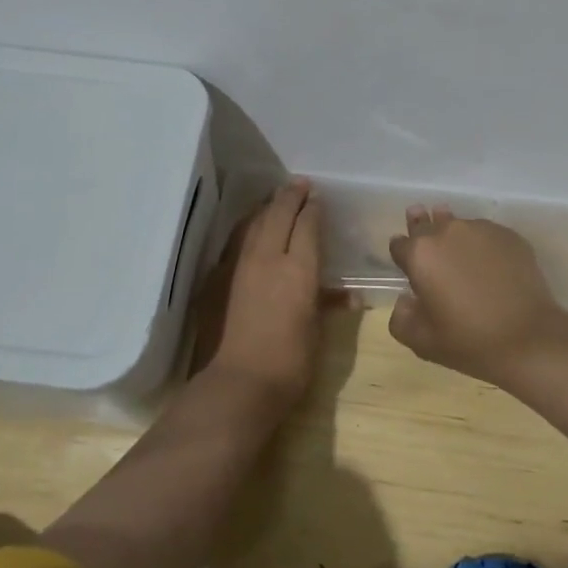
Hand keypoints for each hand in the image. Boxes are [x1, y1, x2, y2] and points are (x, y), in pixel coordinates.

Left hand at [204, 179, 325, 406]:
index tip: (317, 197)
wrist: (238, 384)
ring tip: (274, 198)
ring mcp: (239, 266)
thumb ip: (328, 305)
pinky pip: (235, 241)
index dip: (313, 208)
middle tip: (299, 184)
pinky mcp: (218, 278)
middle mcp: (268, 257)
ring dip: (266, 207)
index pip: (307, 225)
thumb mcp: (317, 332)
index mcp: (299, 269)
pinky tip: (248, 227)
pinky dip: (246, 227)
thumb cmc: (290, 363)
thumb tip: (349, 296)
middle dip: (290, 196)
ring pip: (253, 223)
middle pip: (278, 214)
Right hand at [387, 207, 567, 387]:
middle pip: (427, 223)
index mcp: (421, 254)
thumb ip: (401, 317)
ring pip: (458, 225)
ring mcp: (481, 230)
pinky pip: (486, 234)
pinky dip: (482, 245)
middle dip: (422, 228)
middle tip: (426, 238)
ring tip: (461, 254)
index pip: (399, 244)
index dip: (401, 254)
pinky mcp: (509, 235)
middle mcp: (448, 232)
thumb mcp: (421, 341)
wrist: (528, 339)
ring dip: (454, 236)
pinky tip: (491, 266)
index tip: (407, 264)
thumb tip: (406, 299)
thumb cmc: (468, 341)